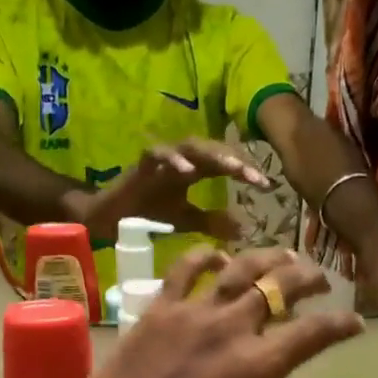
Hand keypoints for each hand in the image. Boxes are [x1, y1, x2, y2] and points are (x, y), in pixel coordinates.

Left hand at [56, 248, 364, 377]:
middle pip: (280, 286)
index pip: (314, 332)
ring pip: (239, 268)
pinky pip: (185, 270)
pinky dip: (205, 257)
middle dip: (309, 278)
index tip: (355, 321)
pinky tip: (218, 256)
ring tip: (283, 256)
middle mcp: (233, 327)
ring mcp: (194, 312)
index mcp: (260, 365)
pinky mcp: (160, 309)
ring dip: (267, 258)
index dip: (340, 324)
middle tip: (321, 279)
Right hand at [82, 138, 268, 244]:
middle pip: (213, 151)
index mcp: (194, 171)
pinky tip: (187, 171)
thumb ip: (212, 222)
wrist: (109, 219)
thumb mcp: (186, 221)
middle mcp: (181, 160)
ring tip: (232, 169)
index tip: (267, 187)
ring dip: (212, 155)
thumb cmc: (146, 215)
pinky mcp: (141, 163)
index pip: (225, 165)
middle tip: (256, 177)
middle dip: (236, 161)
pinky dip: (173, 160)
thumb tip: (243, 230)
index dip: (246, 172)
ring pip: (191, 147)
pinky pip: (158, 153)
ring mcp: (161, 159)